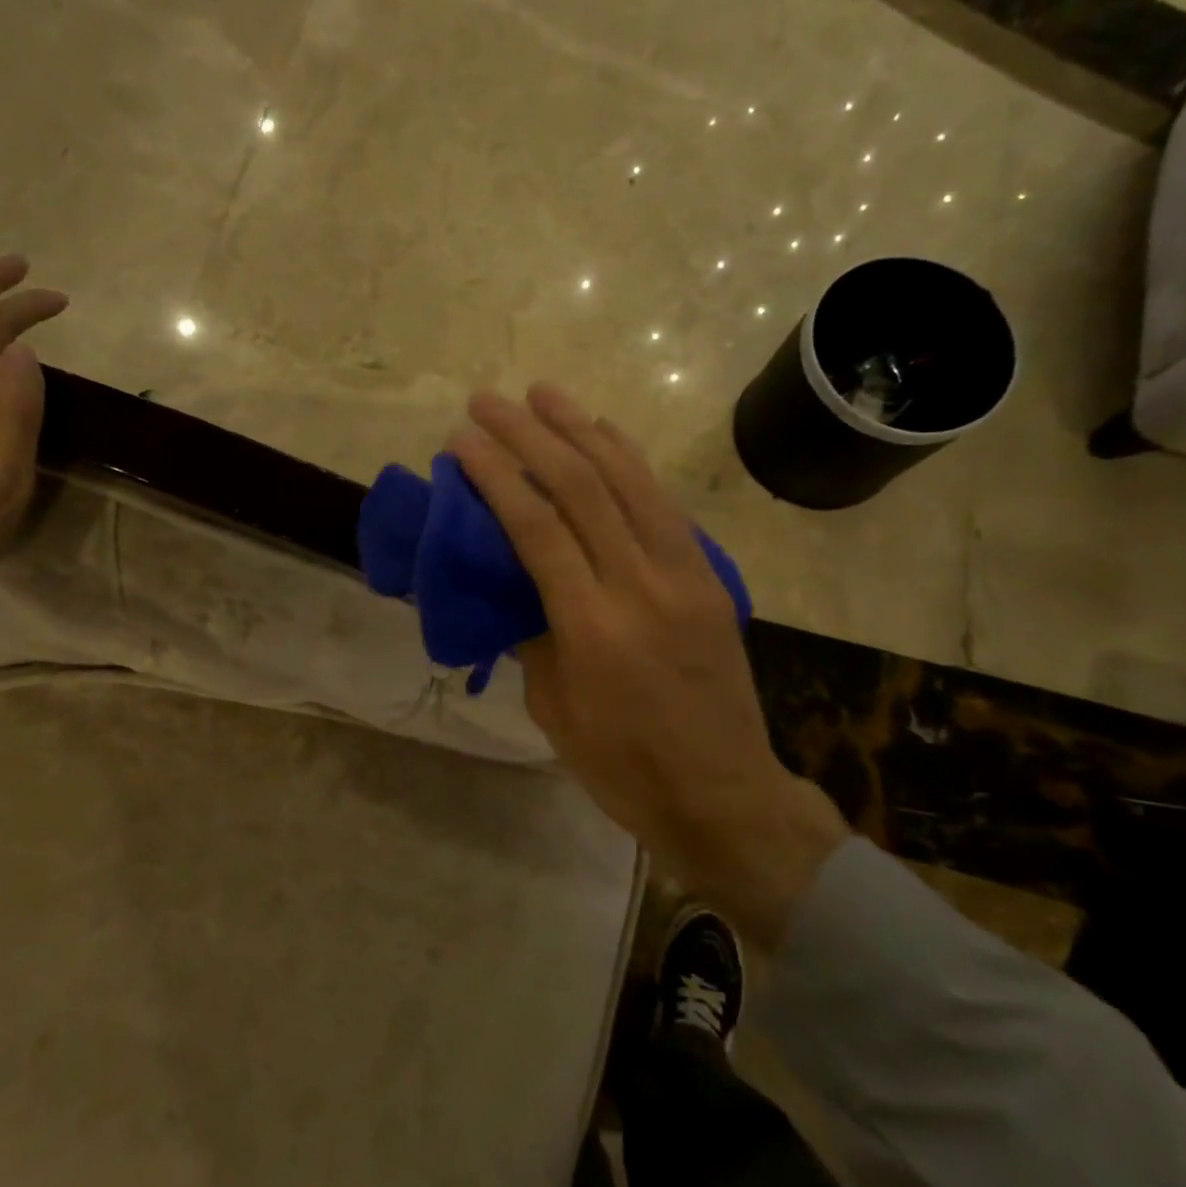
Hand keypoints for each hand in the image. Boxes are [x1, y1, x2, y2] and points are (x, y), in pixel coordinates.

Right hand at [448, 384, 847, 945]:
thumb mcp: (554, 708)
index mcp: (592, 628)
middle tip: (489, 401)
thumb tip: (515, 579)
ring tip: (544, 393)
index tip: (462, 440)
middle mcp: (641, 586)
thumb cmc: (622, 766)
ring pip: (629, 481)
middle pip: (581, 488)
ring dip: (581, 429)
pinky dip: (630, 461)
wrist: (724, 794)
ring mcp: (684, 575)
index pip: (536, 529)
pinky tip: (604, 433)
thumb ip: (532, 632)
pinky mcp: (708, 576)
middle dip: (529, 436)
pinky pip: (664, 504)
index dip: (496, 476)